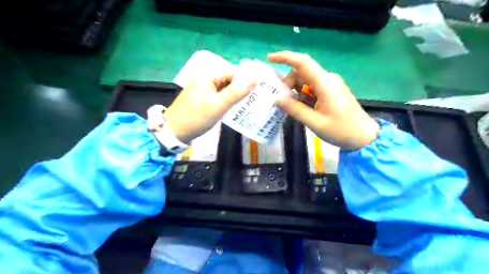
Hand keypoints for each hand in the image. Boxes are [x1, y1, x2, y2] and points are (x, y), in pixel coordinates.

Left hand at [164, 72, 255, 143]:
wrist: (174, 131)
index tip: (262, 88)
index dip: (248, 79)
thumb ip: (236, 92)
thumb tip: (254, 80)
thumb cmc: (196, 117)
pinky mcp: (205, 98)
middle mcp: (207, 78)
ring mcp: (205, 89)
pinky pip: (221, 96)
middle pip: (230, 80)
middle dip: (243, 88)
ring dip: (237, 96)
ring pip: (226, 89)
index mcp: (208, 75)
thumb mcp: (218, 105)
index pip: (233, 72)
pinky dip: (230, 101)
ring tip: (253, 103)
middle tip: (259, 98)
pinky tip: (239, 108)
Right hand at [269, 52, 379, 149]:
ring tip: (292, 108)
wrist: (364, 137)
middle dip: (289, 83)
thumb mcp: (315, 122)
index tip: (270, 58)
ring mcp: (331, 85)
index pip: (303, 63)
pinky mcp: (332, 91)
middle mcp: (328, 79)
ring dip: (295, 90)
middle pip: (302, 72)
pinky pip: (313, 87)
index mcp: (325, 84)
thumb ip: (295, 109)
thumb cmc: (341, 130)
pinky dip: (303, 95)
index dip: (285, 57)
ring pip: (306, 80)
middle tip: (283, 102)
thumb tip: (276, 98)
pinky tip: (302, 107)